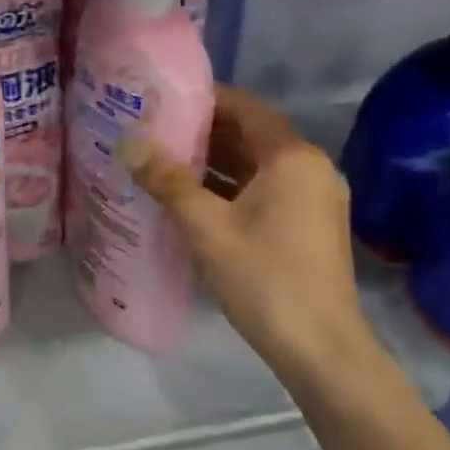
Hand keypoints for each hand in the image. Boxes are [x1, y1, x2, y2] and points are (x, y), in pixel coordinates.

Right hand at [120, 85, 374, 374]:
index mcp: (293, 158)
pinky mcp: (307, 226)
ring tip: (161, 158)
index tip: (161, 99)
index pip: (245, 109)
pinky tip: (188, 197)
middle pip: (250, 136)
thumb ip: (167, 181)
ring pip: (255, 166)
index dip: (204, 99)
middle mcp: (309, 169)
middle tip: (152, 129)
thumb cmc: (264, 278)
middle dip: (202, 131)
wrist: (320, 350)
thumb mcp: (206, 227)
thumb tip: (129, 142)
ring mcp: (311, 200)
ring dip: (212, 161)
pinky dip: (228, 187)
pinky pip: (262, 191)